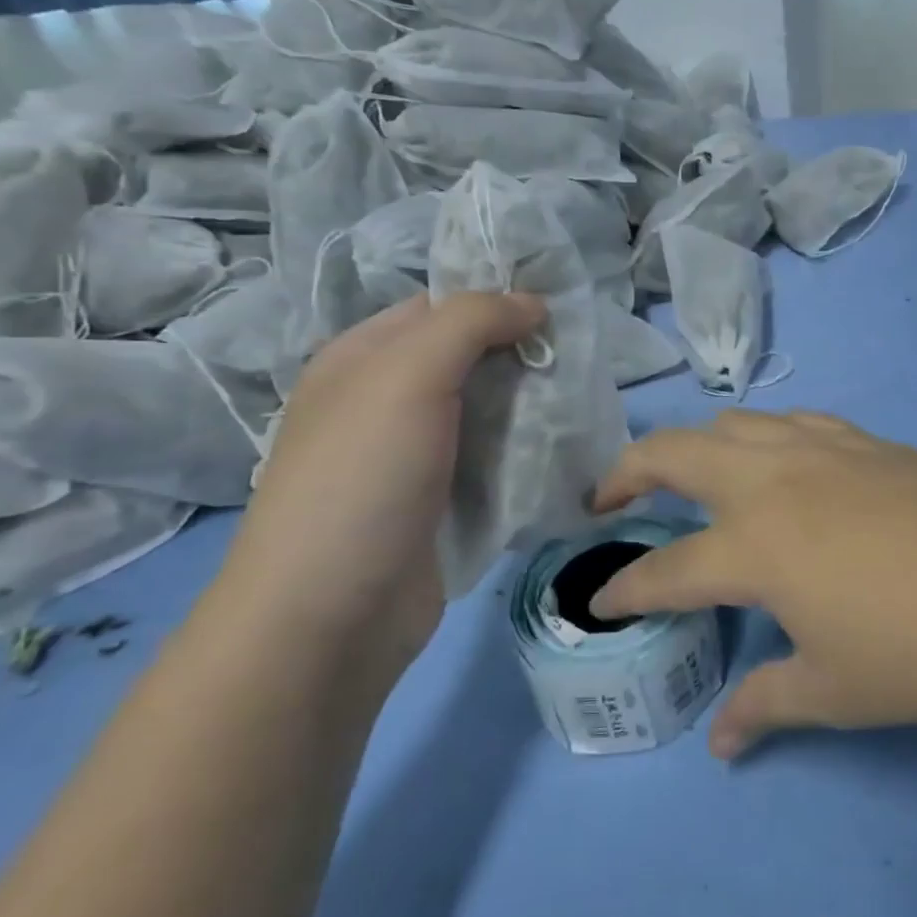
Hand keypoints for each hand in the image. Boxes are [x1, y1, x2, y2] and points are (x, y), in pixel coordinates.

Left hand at [224, 292, 545, 665]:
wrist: (331, 617)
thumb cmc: (362, 479)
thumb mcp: (408, 376)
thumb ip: (471, 322)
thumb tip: (532, 302)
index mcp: (364, 358)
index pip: (440, 306)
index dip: (498, 298)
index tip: (560, 308)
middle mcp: (388, 400)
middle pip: (471, 357)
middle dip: (524, 353)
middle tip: (582, 357)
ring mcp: (417, 454)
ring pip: (489, 409)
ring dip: (534, 403)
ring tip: (584, 399)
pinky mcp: (445, 501)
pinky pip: (496, 458)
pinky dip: (529, 450)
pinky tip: (566, 446)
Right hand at [590, 410, 916, 756]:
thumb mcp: (835, 692)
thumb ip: (766, 705)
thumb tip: (721, 743)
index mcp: (754, 546)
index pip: (665, 569)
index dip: (627, 589)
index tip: (604, 601)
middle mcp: (772, 481)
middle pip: (674, 453)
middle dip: (626, 472)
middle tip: (608, 500)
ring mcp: (820, 449)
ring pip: (732, 423)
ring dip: (696, 445)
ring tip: (692, 477)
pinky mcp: (864, 440)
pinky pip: (791, 421)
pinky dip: (762, 436)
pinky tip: (779, 464)